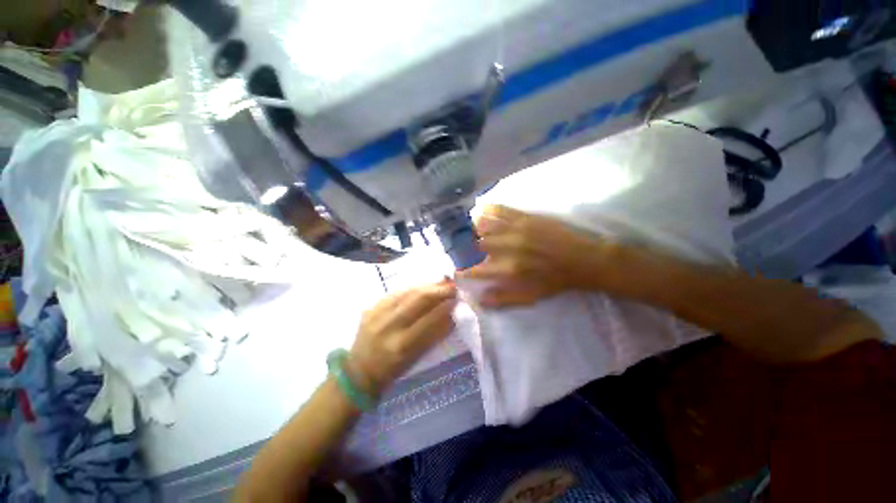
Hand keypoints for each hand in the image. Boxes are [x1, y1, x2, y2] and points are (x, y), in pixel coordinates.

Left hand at [348, 282, 457, 394]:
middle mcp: (388, 327)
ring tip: (440, 283)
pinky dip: (412, 289)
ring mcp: (377, 314)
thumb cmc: (393, 370)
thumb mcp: (416, 358)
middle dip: (438, 290)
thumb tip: (452, 314)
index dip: (446, 306)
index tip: (459, 298)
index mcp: (402, 345)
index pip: (430, 319)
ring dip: (427, 286)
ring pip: (407, 292)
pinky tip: (421, 287)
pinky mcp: (370, 307)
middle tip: (452, 286)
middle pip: (418, 299)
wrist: (358, 372)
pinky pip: (395, 293)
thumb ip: (434, 334)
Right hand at [457, 205, 610, 307]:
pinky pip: (500, 210)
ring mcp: (516, 229)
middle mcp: (508, 247)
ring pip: (485, 224)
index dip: (463, 272)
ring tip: (470, 230)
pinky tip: (480, 210)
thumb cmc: (555, 281)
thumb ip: (503, 299)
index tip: (457, 271)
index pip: (477, 270)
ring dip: (474, 228)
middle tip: (465, 248)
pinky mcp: (525, 217)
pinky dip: (487, 209)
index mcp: (509, 269)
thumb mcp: (530, 297)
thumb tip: (479, 299)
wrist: (582, 260)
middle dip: (468, 248)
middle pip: (478, 245)